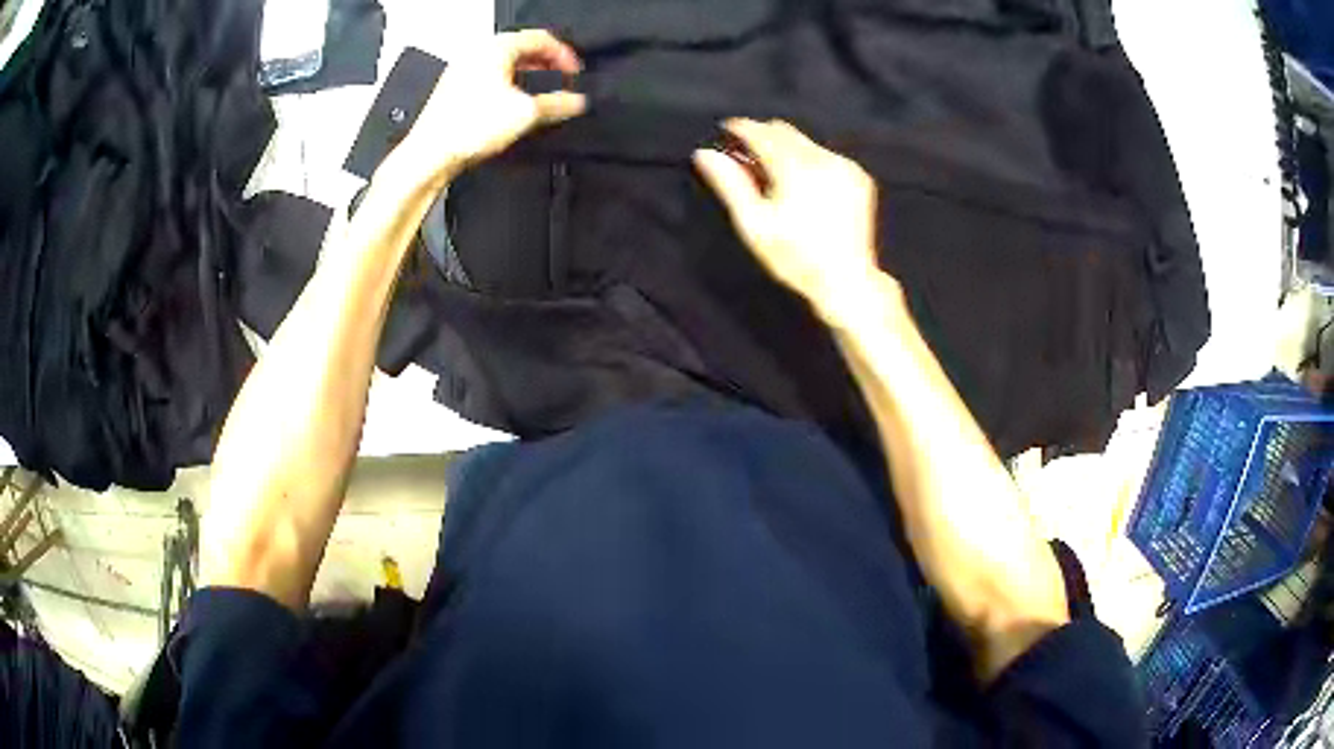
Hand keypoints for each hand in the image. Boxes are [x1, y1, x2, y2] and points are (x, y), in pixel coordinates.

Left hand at [390, 30, 586, 188]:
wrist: (430, 155)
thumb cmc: (466, 128)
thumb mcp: (526, 113)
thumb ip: (557, 104)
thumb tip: (577, 102)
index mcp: (496, 48)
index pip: (540, 39)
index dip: (563, 55)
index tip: (574, 73)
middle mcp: (477, 54)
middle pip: (521, 49)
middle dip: (545, 64)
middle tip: (560, 81)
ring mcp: (462, 72)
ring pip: (503, 65)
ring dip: (526, 76)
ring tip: (539, 95)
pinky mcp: (453, 91)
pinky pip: (487, 79)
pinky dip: (506, 87)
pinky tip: (512, 107)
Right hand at [693, 119, 883, 321]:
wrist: (846, 279)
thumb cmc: (794, 257)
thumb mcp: (754, 224)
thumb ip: (730, 184)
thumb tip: (705, 154)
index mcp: (795, 169)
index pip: (762, 133)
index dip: (741, 128)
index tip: (727, 128)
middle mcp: (823, 159)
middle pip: (784, 131)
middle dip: (763, 137)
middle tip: (748, 158)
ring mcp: (844, 166)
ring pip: (805, 141)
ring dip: (786, 149)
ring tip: (775, 176)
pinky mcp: (859, 176)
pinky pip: (826, 154)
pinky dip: (809, 161)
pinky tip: (804, 186)